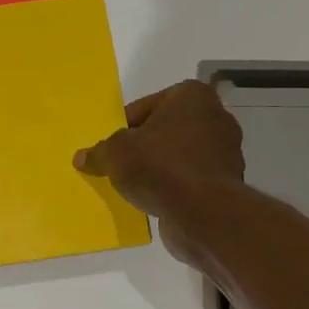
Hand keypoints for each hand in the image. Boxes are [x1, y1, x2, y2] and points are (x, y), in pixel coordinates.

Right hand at [74, 81, 242, 258]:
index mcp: (192, 96)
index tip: (111, 147)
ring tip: (135, 185)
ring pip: (179, 155)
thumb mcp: (116, 155)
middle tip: (120, 165)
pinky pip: (191, 178)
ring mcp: (226, 150)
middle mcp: (215, 116)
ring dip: (159, 168)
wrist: (203, 213)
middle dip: (144, 146)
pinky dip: (175, 186)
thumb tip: (81, 158)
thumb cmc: (160, 167)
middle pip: (165, 130)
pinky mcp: (227, 180)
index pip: (145, 107)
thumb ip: (99, 153)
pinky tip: (156, 200)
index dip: (123, 127)